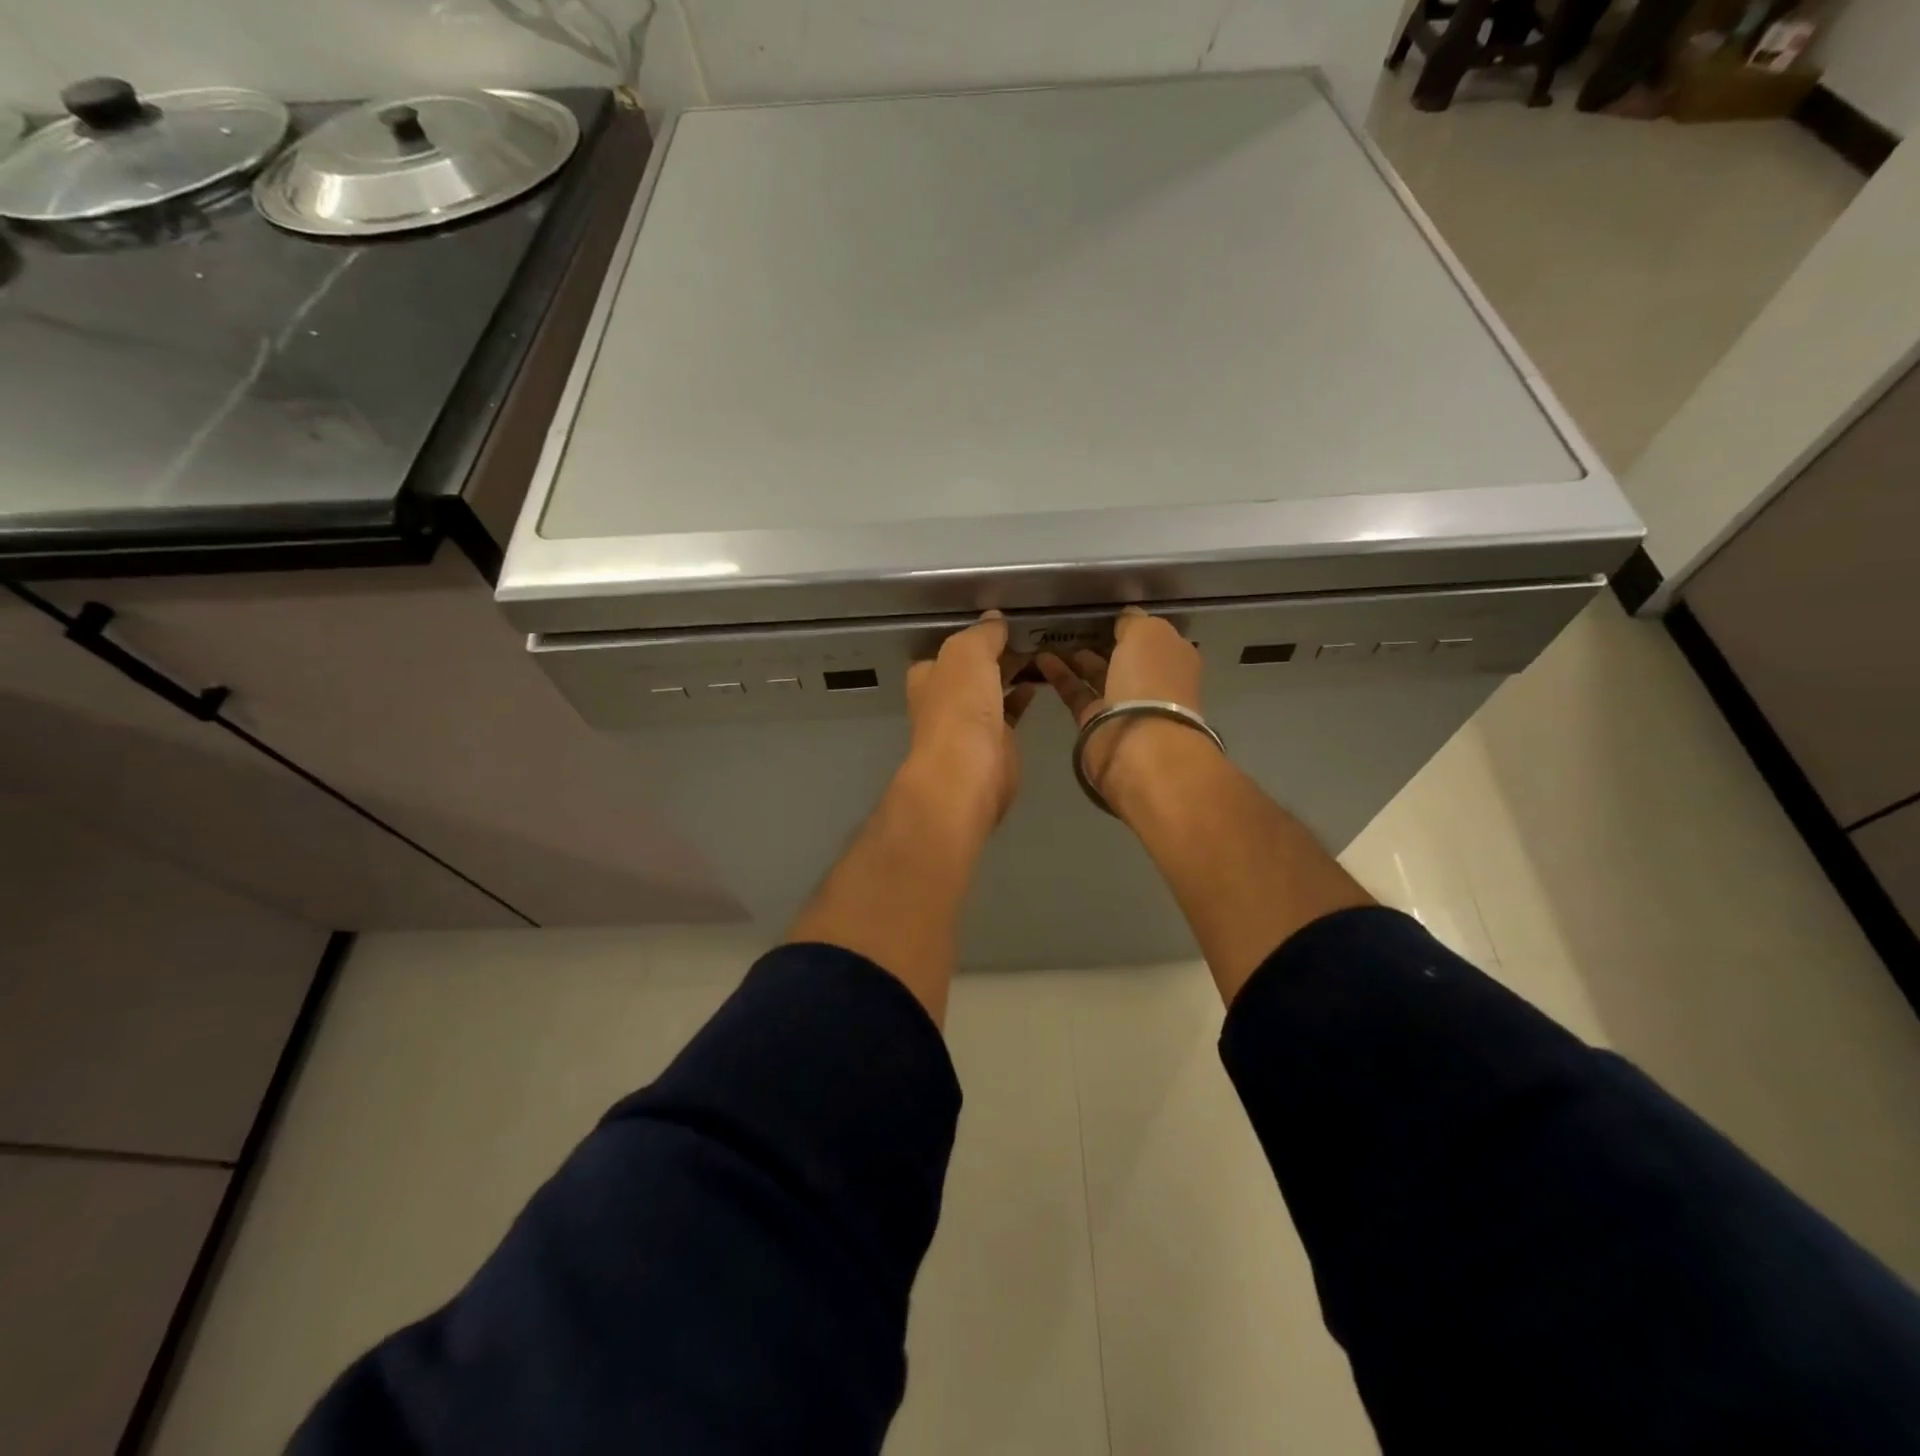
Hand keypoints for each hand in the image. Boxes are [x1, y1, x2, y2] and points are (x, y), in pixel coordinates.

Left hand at [903, 612, 1035, 836]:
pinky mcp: (995, 743)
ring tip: (1039, 651)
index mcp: (929, 675)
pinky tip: (1038, 683)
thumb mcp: (968, 653)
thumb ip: (982, 634)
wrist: (969, 772)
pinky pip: (1009, 711)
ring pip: (992, 689)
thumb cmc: (960, 707)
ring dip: (1011, 673)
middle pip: (973, 668)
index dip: (973, 635)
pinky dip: (1021, 696)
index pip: (949, 648)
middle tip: (1028, 633)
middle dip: (996, 652)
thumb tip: (994, 619)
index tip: (1001, 621)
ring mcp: (969, 722)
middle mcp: (945, 698)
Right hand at [1038, 606, 1208, 809]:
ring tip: (1050, 640)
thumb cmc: (1150, 679)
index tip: (1105, 613)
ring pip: (1099, 675)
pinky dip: (1060, 675)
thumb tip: (1125, 617)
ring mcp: (1125, 705)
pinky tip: (1041, 659)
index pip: (1151, 637)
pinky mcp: (1096, 723)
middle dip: (1102, 643)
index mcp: (1173, 658)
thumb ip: (1133, 622)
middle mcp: (1152, 682)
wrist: (1138, 743)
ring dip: (1077, 659)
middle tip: (1073, 626)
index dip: (1130, 625)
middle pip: (1124, 658)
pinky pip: (1077, 692)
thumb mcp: (1147, 634)